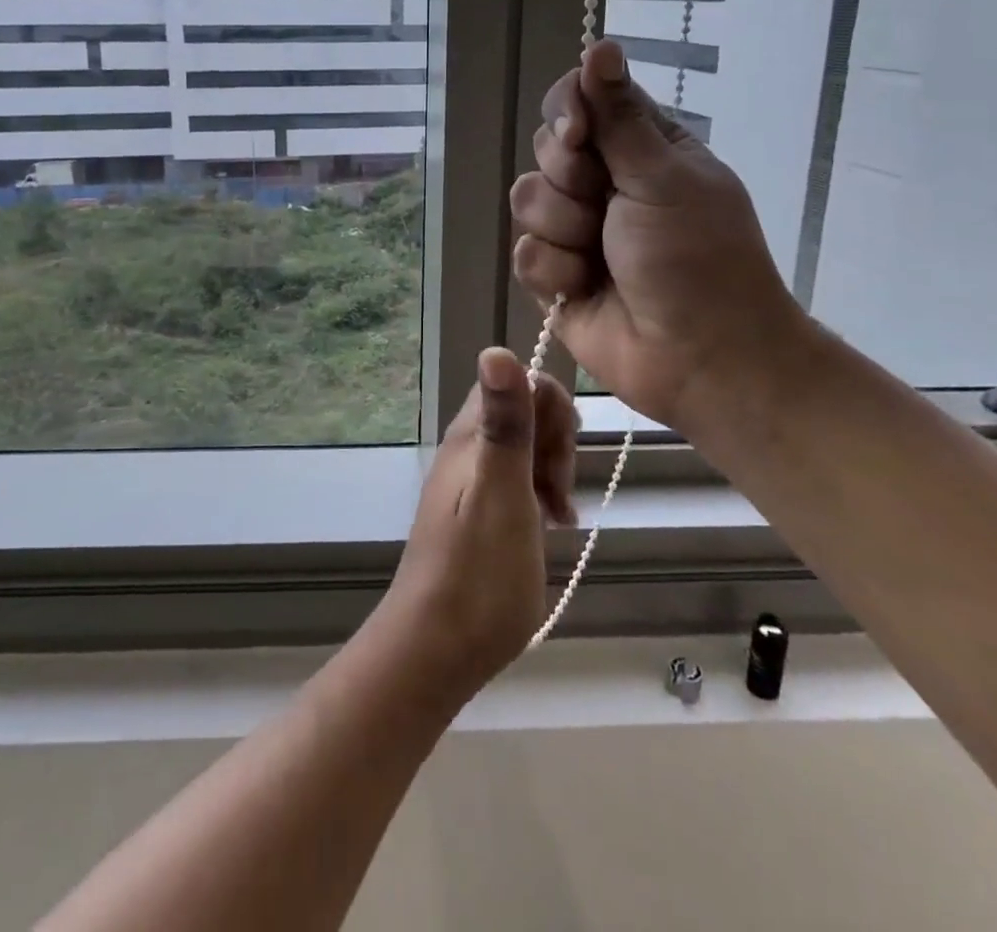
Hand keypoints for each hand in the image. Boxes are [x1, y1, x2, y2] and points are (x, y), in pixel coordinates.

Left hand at [373, 349, 577, 697]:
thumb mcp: (501, 492)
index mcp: (470, 436)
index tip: (560, 457)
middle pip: (526, 412)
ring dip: (554, 472)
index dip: (550, 407)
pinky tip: (553, 527)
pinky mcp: (481, 512)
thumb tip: (495, 347)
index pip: (518, 380)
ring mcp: (473, 481)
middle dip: (557, 443)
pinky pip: (522, 481)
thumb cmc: (477, 574)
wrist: (436, 650)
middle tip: (557, 495)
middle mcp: (468, 449)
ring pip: (528, 448)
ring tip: (558, 517)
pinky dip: (544, 496)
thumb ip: (505, 423)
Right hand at [508, 39, 810, 433]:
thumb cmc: (697, 258)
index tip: (580, 137)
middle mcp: (604, 182)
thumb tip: (600, 43)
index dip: (567, 113)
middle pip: (545, 149)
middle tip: (605, 207)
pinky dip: (554, 271)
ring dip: (563, 230)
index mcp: (640, 148)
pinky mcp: (554, 274)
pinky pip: (524, 253)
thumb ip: (618, 116)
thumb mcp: (663, 178)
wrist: (700, 357)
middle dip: (569, 180)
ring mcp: (575, 229)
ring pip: (526, 200)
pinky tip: (584, 287)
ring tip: (599, 257)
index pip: (579, 102)